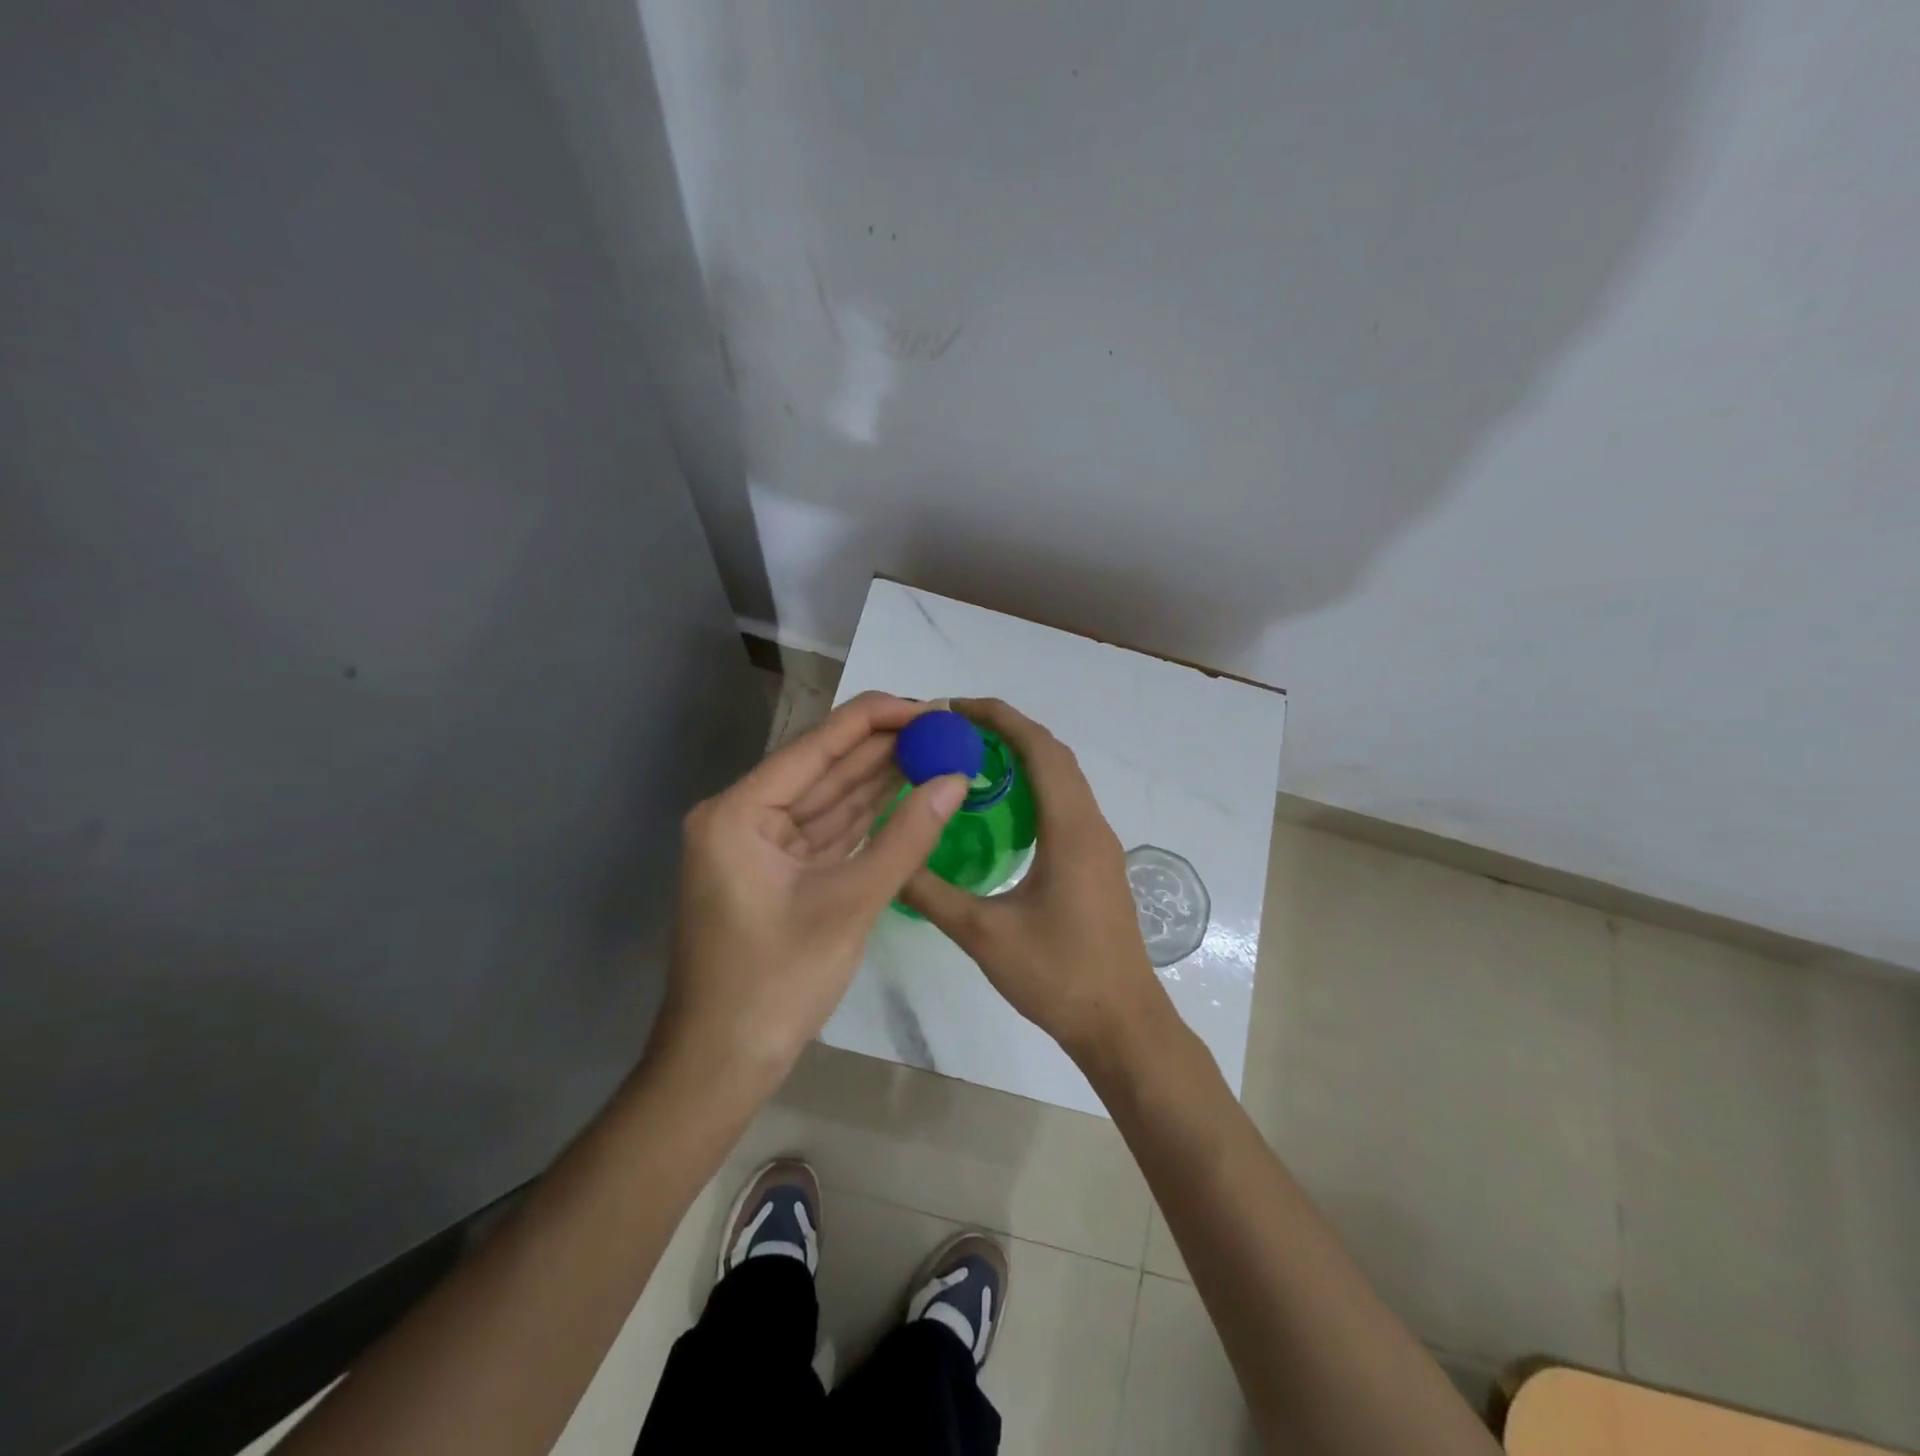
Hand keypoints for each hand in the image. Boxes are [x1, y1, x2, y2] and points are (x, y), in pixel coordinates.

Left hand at [652, 691, 968, 1090]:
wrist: (721, 1066)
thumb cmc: (775, 983)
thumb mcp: (849, 904)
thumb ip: (906, 838)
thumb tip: (956, 780)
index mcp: (740, 810)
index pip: (818, 744)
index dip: (878, 719)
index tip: (932, 709)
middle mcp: (745, 816)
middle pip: (825, 766)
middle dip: (885, 747)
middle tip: (945, 728)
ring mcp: (761, 845)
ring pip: (830, 798)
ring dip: (881, 778)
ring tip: (938, 751)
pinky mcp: (779, 872)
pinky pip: (829, 831)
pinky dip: (868, 816)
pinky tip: (908, 793)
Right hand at [899, 698, 1167, 1059]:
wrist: (1122, 1025)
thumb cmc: (1058, 977)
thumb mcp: (984, 936)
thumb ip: (932, 893)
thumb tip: (888, 858)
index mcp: (1071, 829)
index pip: (1038, 749)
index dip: (999, 718)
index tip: (954, 708)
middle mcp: (1091, 825)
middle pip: (1054, 754)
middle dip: (1007, 730)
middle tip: (954, 731)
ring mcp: (1100, 844)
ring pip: (1064, 778)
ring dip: (1023, 757)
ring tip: (972, 759)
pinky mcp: (1098, 863)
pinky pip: (1066, 804)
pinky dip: (1035, 787)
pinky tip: (1002, 811)